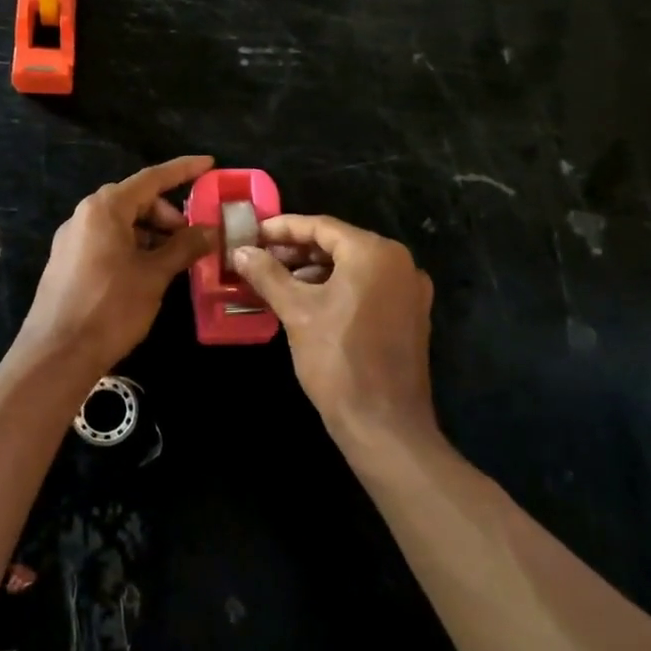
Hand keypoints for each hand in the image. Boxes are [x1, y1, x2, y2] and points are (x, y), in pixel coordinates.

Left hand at [15, 155, 216, 373]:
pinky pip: (106, 242)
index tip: (209, 164)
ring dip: (151, 234)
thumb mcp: (154, 275)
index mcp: (104, 208)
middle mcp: (84, 215)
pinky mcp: (67, 262)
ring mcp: (72, 239)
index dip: (183, 170)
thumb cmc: (110, 307)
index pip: (151, 178)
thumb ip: (183, 247)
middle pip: (135, 201)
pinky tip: (149, 272)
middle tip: (193, 238)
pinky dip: (133, 247)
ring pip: (121, 224)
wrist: (57, 353)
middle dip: (168, 214)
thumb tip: (209, 230)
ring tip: (175, 260)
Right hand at [231, 215, 435, 437]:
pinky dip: (336, 289)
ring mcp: (409, 291)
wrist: (384, 423)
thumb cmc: (337, 359)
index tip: (252, 234)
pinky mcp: (409, 316)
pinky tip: (306, 302)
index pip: (321, 226)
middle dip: (296, 251)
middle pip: (339, 244)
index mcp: (375, 253)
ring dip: (314, 271)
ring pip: (353, 268)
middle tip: (258, 259)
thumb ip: (267, 275)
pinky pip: (367, 289)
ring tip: (276, 281)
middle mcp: (399, 263)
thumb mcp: (296, 312)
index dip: (282, 228)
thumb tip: (241, 252)